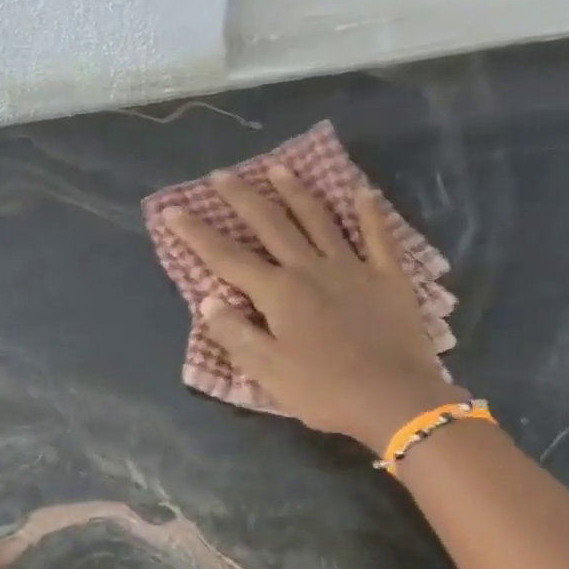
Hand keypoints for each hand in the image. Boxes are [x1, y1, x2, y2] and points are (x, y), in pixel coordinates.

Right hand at [163, 166, 465, 451]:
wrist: (395, 399)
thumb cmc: (323, 389)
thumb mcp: (266, 370)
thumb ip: (235, 333)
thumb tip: (208, 300)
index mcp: (278, 292)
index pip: (227, 257)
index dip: (197, 233)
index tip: (173, 210)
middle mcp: (310, 268)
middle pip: (271, 225)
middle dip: (242, 198)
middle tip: (222, 174)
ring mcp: (352, 268)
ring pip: (319, 220)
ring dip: (296, 192)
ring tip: (278, 168)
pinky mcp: (387, 277)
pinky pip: (377, 236)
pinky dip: (368, 212)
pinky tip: (361, 191)